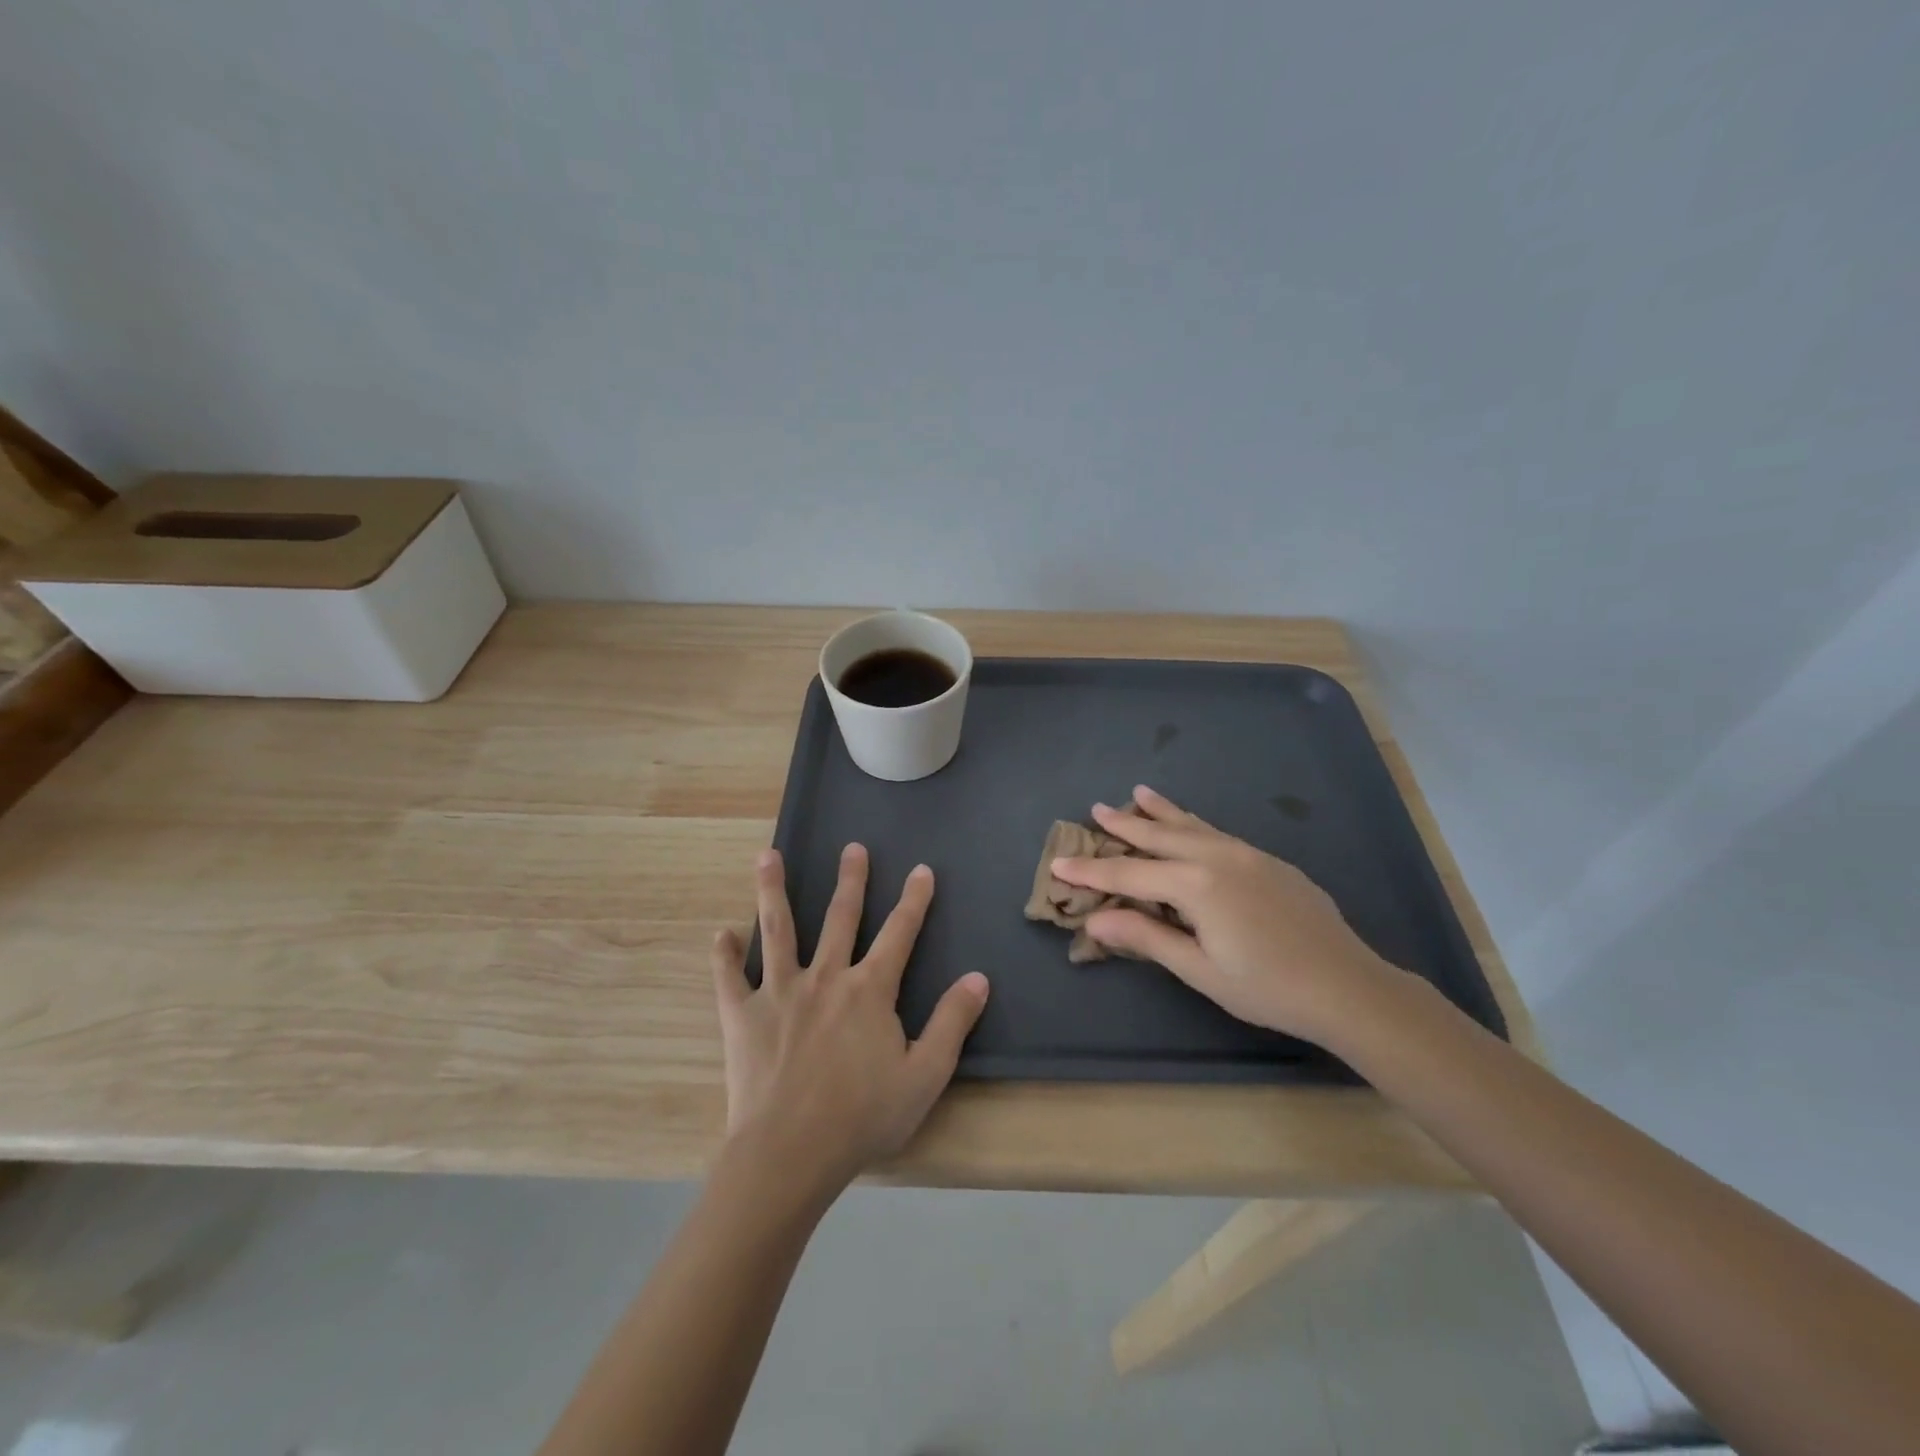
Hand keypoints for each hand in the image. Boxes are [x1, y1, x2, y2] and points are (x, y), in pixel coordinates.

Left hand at [710, 844, 989, 1196]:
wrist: (791, 1153)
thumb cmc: (863, 1116)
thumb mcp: (924, 1075)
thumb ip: (951, 1023)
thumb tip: (978, 978)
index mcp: (870, 990)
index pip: (899, 933)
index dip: (914, 900)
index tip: (920, 870)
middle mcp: (826, 977)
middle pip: (841, 917)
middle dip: (851, 880)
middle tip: (853, 847)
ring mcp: (780, 992)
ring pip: (778, 930)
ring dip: (773, 891)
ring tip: (767, 856)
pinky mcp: (743, 1015)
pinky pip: (730, 978)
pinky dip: (724, 954)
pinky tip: (721, 933)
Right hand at [1050, 786, 1403, 1047]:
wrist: (1348, 986)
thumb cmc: (1267, 988)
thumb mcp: (1200, 969)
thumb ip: (1147, 937)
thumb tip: (1094, 918)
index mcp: (1196, 884)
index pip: (1129, 872)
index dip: (1091, 871)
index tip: (1058, 864)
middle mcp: (1218, 856)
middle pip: (1159, 836)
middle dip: (1124, 824)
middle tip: (1095, 808)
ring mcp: (1247, 854)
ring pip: (1192, 825)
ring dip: (1161, 812)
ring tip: (1138, 794)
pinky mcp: (1269, 861)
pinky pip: (1218, 834)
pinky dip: (1194, 824)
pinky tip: (1192, 826)